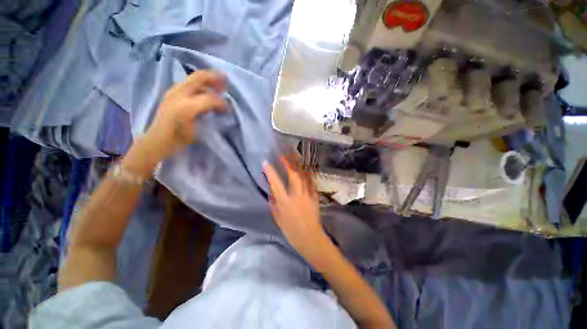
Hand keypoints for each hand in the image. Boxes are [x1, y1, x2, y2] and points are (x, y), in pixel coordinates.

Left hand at [122, 71, 227, 177]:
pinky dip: (201, 85)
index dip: (220, 101)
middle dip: (214, 78)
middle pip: (198, 77)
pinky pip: (189, 85)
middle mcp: (178, 92)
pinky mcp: (173, 94)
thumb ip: (206, 110)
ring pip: (194, 80)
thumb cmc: (178, 136)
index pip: (208, 96)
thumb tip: (220, 105)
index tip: (227, 108)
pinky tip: (206, 92)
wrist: (159, 140)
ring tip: (218, 87)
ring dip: (208, 81)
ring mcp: (174, 92)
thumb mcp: (195, 125)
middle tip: (225, 81)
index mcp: (185, 102)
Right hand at [263, 157, 329, 261]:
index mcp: (285, 202)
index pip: (276, 183)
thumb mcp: (278, 219)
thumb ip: (274, 205)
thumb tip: (272, 194)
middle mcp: (296, 195)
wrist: (310, 238)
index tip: (266, 163)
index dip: (270, 172)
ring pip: (303, 177)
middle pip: (293, 175)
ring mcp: (307, 195)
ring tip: (294, 160)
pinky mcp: (314, 197)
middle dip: (288, 164)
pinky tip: (305, 172)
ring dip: (298, 167)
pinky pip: (311, 183)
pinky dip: (307, 176)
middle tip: (283, 157)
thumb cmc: (292, 231)